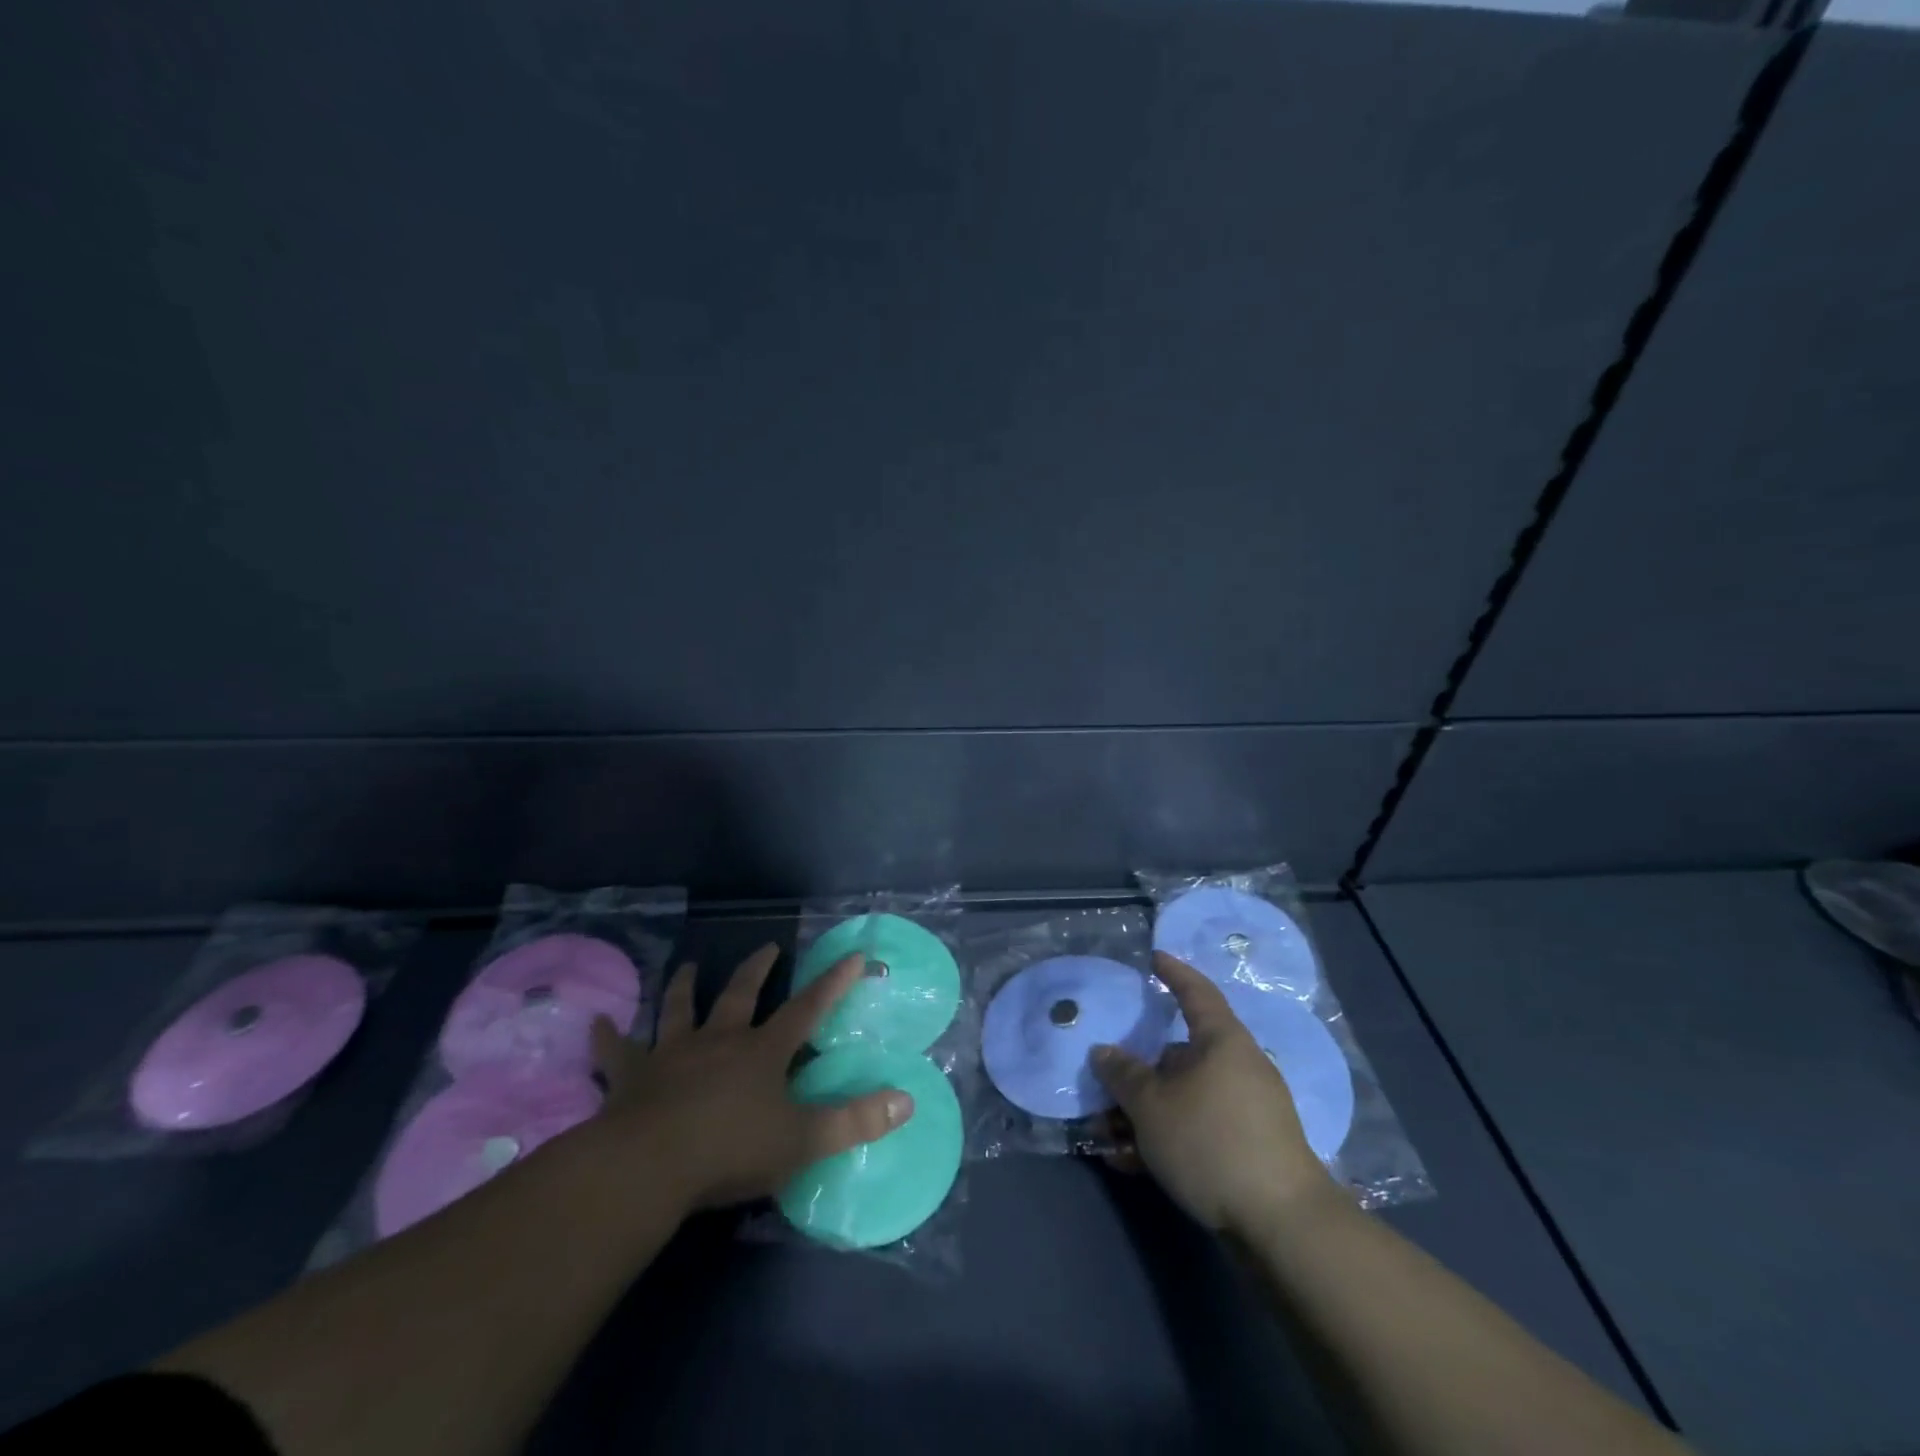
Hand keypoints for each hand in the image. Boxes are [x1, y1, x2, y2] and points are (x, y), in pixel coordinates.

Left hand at [588, 945, 913, 1211]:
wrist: (649, 1165)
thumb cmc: (730, 1150)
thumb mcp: (803, 1141)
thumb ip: (855, 1121)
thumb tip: (908, 1099)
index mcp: (762, 1052)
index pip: (808, 1009)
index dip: (833, 983)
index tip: (853, 954)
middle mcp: (719, 1040)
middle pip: (740, 994)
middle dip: (756, 969)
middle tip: (766, 947)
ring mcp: (672, 1054)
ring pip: (679, 1010)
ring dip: (683, 986)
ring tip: (685, 966)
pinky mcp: (631, 1078)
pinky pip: (615, 1052)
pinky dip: (606, 1037)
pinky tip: (595, 1022)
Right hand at [1092, 952, 1332, 1233]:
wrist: (1282, 1225)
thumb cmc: (1211, 1142)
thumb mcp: (1152, 1106)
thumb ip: (1123, 1074)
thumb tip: (1104, 1052)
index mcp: (1223, 1042)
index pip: (1196, 993)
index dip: (1174, 973)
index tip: (1155, 958)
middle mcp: (1239, 1067)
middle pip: (1181, 1054)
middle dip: (1141, 1069)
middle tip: (1108, 1079)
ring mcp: (1248, 1110)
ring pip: (1185, 1096)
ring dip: (1146, 1110)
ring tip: (1109, 1134)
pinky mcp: (1250, 1149)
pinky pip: (1199, 1127)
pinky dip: (1167, 1136)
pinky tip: (1134, 1163)